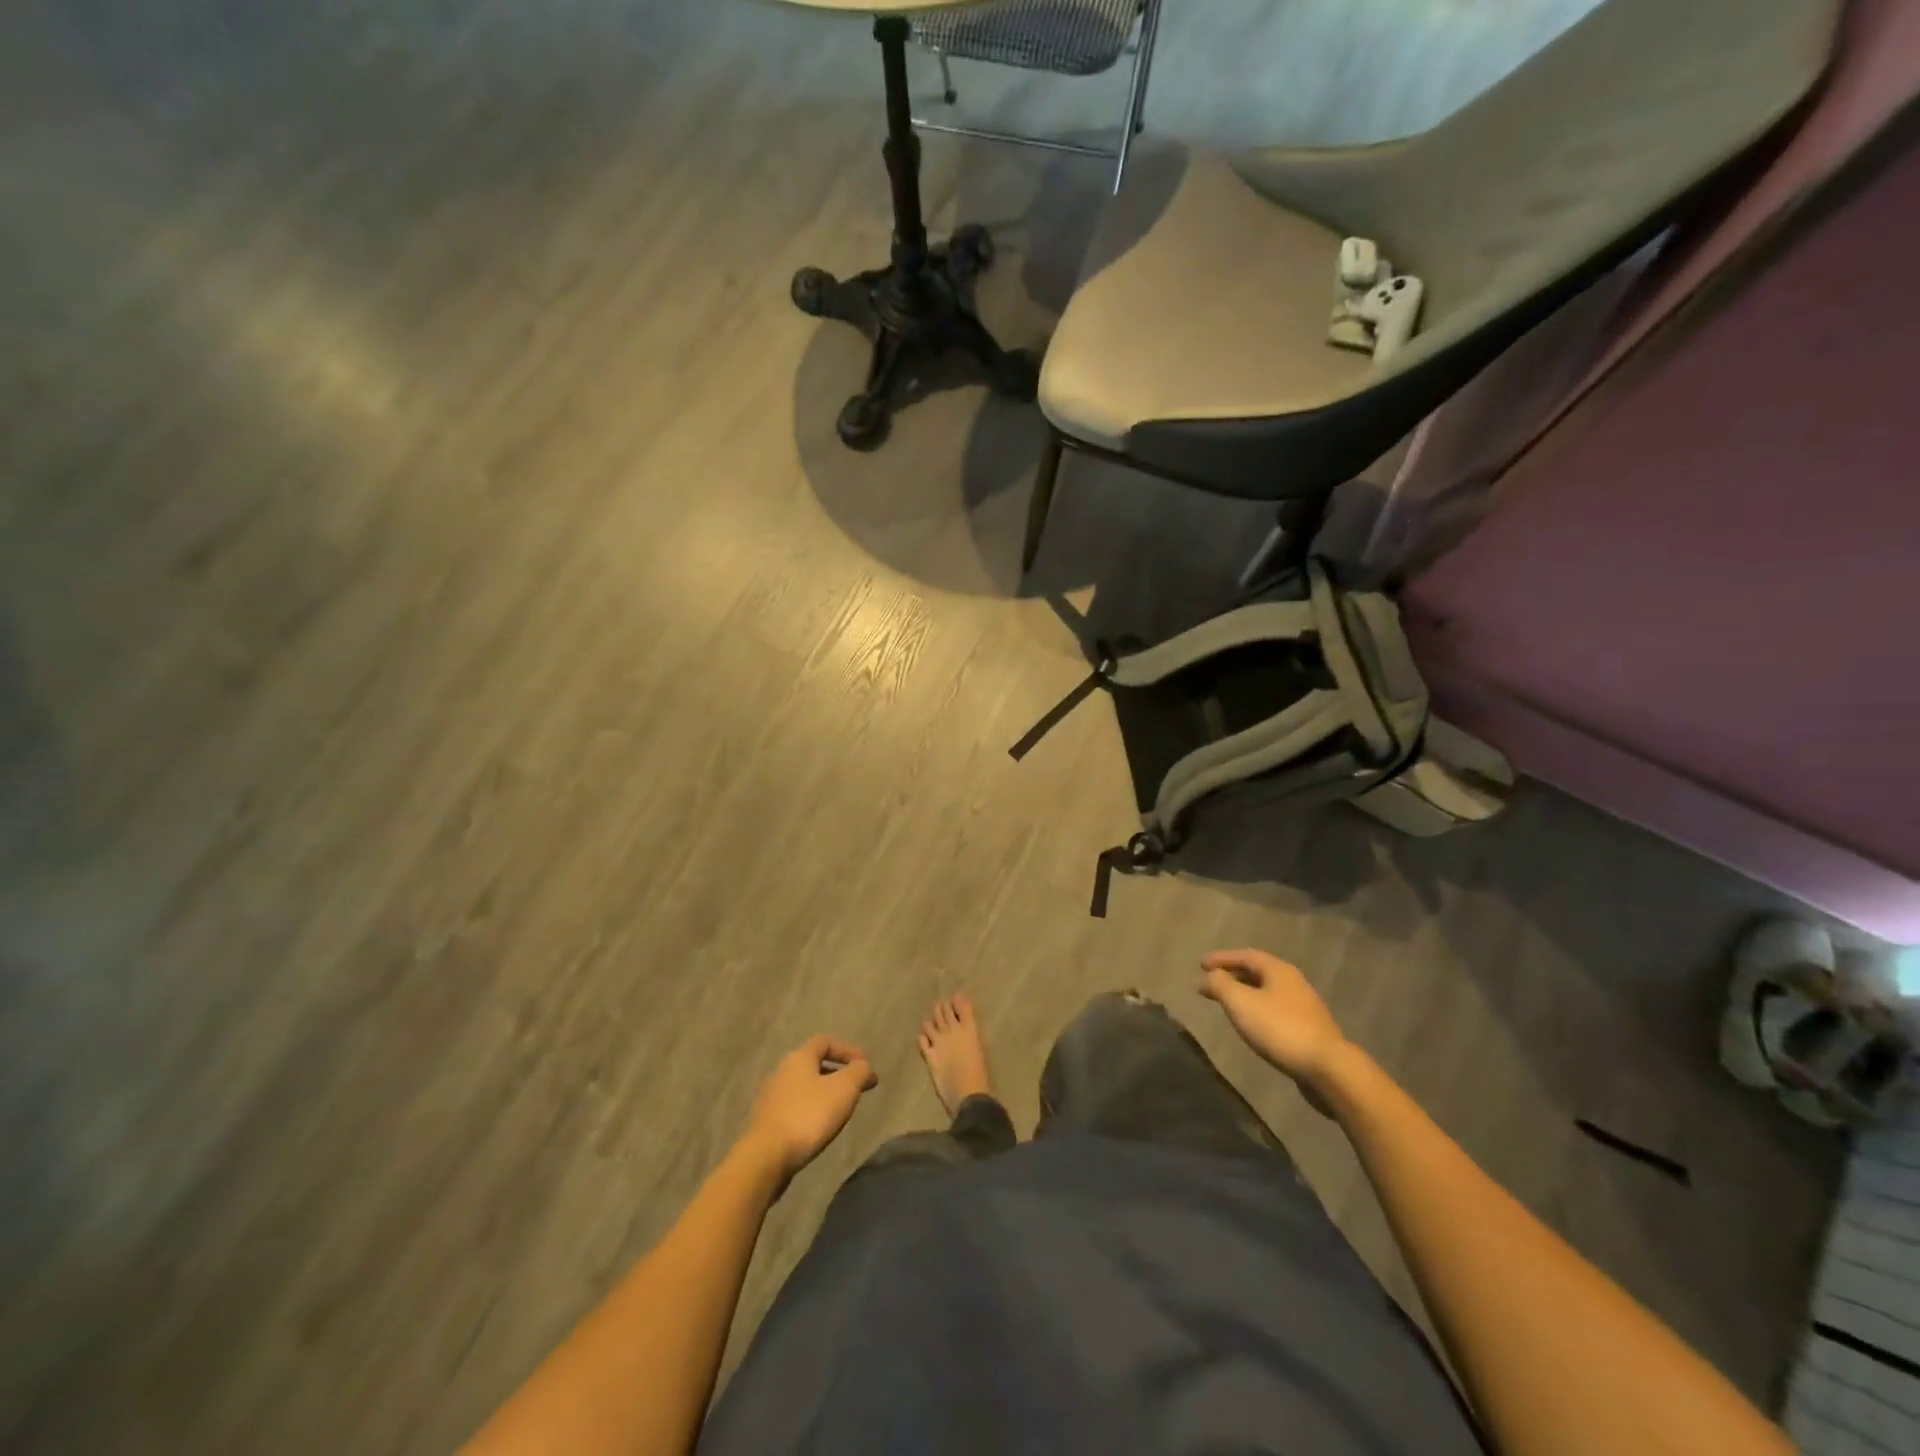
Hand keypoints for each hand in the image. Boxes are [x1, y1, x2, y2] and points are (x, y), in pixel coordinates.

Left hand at [742, 1036, 877, 1178]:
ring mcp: (771, 1098)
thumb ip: (859, 1072)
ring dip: (823, 1093)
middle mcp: (781, 1072)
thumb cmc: (808, 1116)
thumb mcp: (844, 1089)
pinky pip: (794, 1108)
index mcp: (799, 1058)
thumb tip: (864, 1067)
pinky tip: (818, 1127)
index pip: (825, 1041)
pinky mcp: (767, 1122)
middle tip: (855, 1089)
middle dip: (837, 1073)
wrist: (766, 1157)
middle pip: (813, 1064)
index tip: (865, 1066)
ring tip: (839, 1110)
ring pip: (804, 1087)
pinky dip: (810, 1111)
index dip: (847, 1050)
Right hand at [1198, 949, 1349, 1091]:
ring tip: (1228, 1003)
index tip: (1200, 964)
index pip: (1245, 955)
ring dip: (1245, 993)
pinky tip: (1252, 1024)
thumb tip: (1209, 976)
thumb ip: (1220, 984)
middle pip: (1258, 972)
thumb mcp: (1240, 1002)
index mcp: (1279, 970)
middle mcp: (1294, 982)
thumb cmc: (1279, 1028)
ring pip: (1268, 992)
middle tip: (1211, 982)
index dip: (1222, 958)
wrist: (1328, 1068)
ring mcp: (1304, 1007)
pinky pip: (1276, 1010)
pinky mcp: (1309, 1030)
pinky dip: (1258, 1010)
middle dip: (1233, 975)